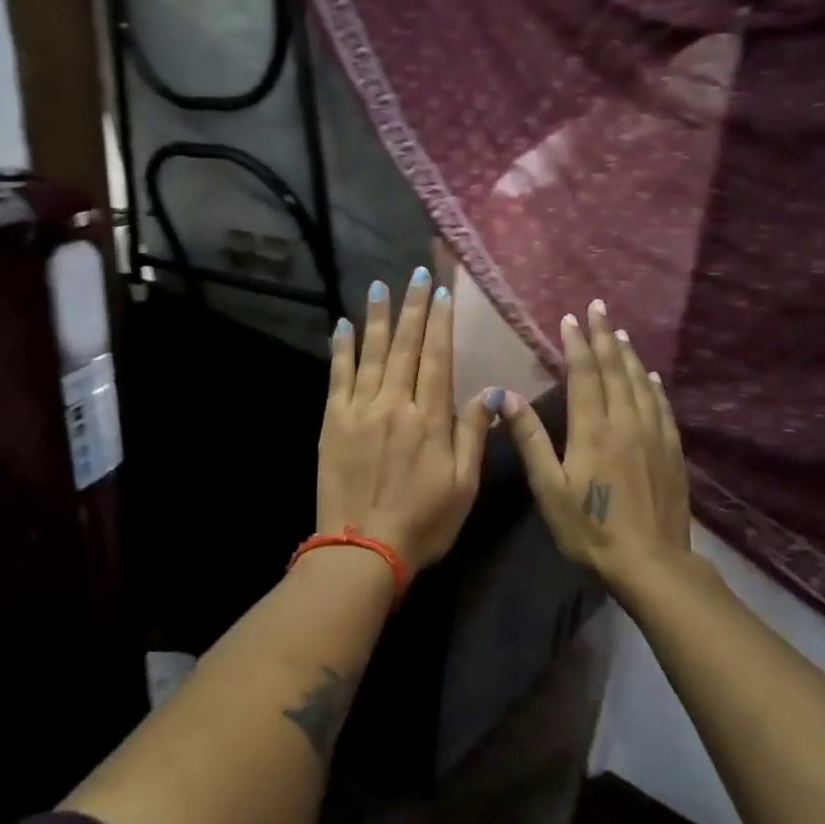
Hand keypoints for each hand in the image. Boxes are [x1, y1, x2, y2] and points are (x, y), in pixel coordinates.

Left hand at [318, 268, 493, 572]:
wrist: (363, 549)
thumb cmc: (423, 522)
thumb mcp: (463, 486)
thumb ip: (474, 435)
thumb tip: (491, 394)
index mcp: (430, 419)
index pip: (437, 358)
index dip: (440, 323)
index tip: (442, 293)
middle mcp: (395, 405)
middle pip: (405, 346)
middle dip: (412, 307)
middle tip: (417, 273)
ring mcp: (360, 411)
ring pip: (371, 354)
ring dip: (377, 318)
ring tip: (380, 286)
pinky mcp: (333, 423)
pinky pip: (338, 377)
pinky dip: (341, 350)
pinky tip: (343, 326)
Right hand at [499, 300, 690, 589]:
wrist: (650, 561)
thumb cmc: (590, 528)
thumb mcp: (549, 488)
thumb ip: (530, 440)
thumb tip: (506, 397)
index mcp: (592, 429)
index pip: (584, 375)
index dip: (576, 344)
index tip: (570, 318)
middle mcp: (625, 422)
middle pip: (615, 370)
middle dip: (604, 336)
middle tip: (598, 308)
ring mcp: (653, 435)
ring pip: (640, 383)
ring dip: (628, 355)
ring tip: (620, 332)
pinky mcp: (672, 451)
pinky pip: (662, 406)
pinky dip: (654, 385)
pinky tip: (651, 376)